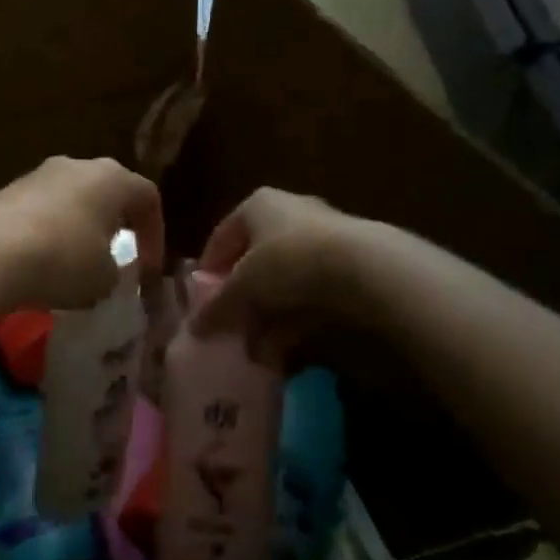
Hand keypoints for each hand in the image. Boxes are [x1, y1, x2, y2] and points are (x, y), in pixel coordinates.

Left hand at [0, 157, 164, 312]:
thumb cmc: (64, 260)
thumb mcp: (105, 279)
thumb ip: (115, 271)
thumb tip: (104, 269)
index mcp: (112, 178)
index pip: (148, 197)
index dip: (155, 234)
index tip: (148, 268)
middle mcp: (77, 166)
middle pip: (106, 191)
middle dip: (114, 224)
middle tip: (115, 256)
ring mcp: (38, 174)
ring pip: (71, 199)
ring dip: (78, 227)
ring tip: (74, 263)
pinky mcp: (6, 190)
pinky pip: (39, 211)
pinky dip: (47, 233)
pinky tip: (40, 261)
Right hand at [190, 187, 363, 339]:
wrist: (366, 268)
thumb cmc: (287, 262)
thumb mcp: (242, 287)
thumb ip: (217, 307)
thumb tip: (194, 328)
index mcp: (258, 205)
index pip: (222, 237)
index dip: (209, 270)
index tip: (201, 301)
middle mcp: (290, 214)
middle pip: (254, 261)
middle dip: (241, 301)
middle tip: (229, 330)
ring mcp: (324, 239)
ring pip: (283, 283)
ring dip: (267, 319)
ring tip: (256, 353)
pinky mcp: (350, 266)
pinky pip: (311, 296)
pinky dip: (294, 322)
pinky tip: (284, 352)